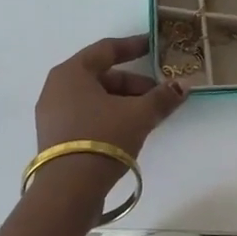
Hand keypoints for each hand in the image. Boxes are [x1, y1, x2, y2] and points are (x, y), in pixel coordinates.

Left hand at [33, 35, 187, 187]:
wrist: (68, 190)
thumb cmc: (103, 138)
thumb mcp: (139, 115)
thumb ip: (162, 97)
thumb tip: (184, 85)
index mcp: (72, 72)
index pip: (106, 49)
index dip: (133, 46)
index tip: (154, 45)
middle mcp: (57, 87)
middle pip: (101, 76)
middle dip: (134, 84)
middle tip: (159, 95)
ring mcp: (52, 114)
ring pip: (94, 98)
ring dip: (123, 102)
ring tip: (147, 116)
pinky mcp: (55, 137)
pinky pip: (86, 115)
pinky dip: (108, 116)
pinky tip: (128, 131)